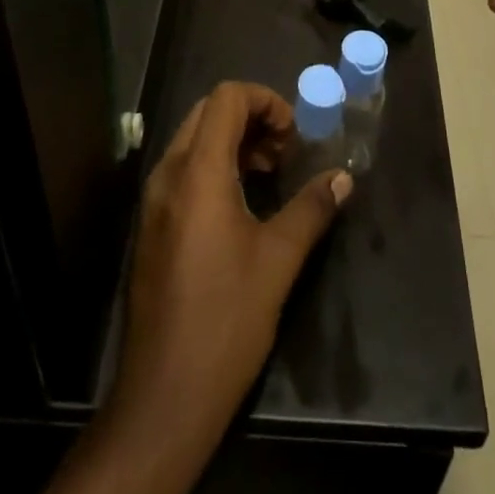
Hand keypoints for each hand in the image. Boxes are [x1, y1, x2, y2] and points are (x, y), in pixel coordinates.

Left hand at [110, 81, 350, 442]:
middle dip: (251, 118)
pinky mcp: (152, 224)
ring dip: (233, 141)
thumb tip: (342, 178)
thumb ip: (311, 209)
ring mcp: (154, 200)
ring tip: (269, 174)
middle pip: (208, 112)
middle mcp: (168, 174)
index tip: (294, 136)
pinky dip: (215, 165)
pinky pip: (183, 169)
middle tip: (284, 152)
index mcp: (198, 172)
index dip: (265, 101)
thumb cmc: (225, 320)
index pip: (226, 98)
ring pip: (194, 139)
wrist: (164, 396)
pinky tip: (242, 203)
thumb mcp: (278, 261)